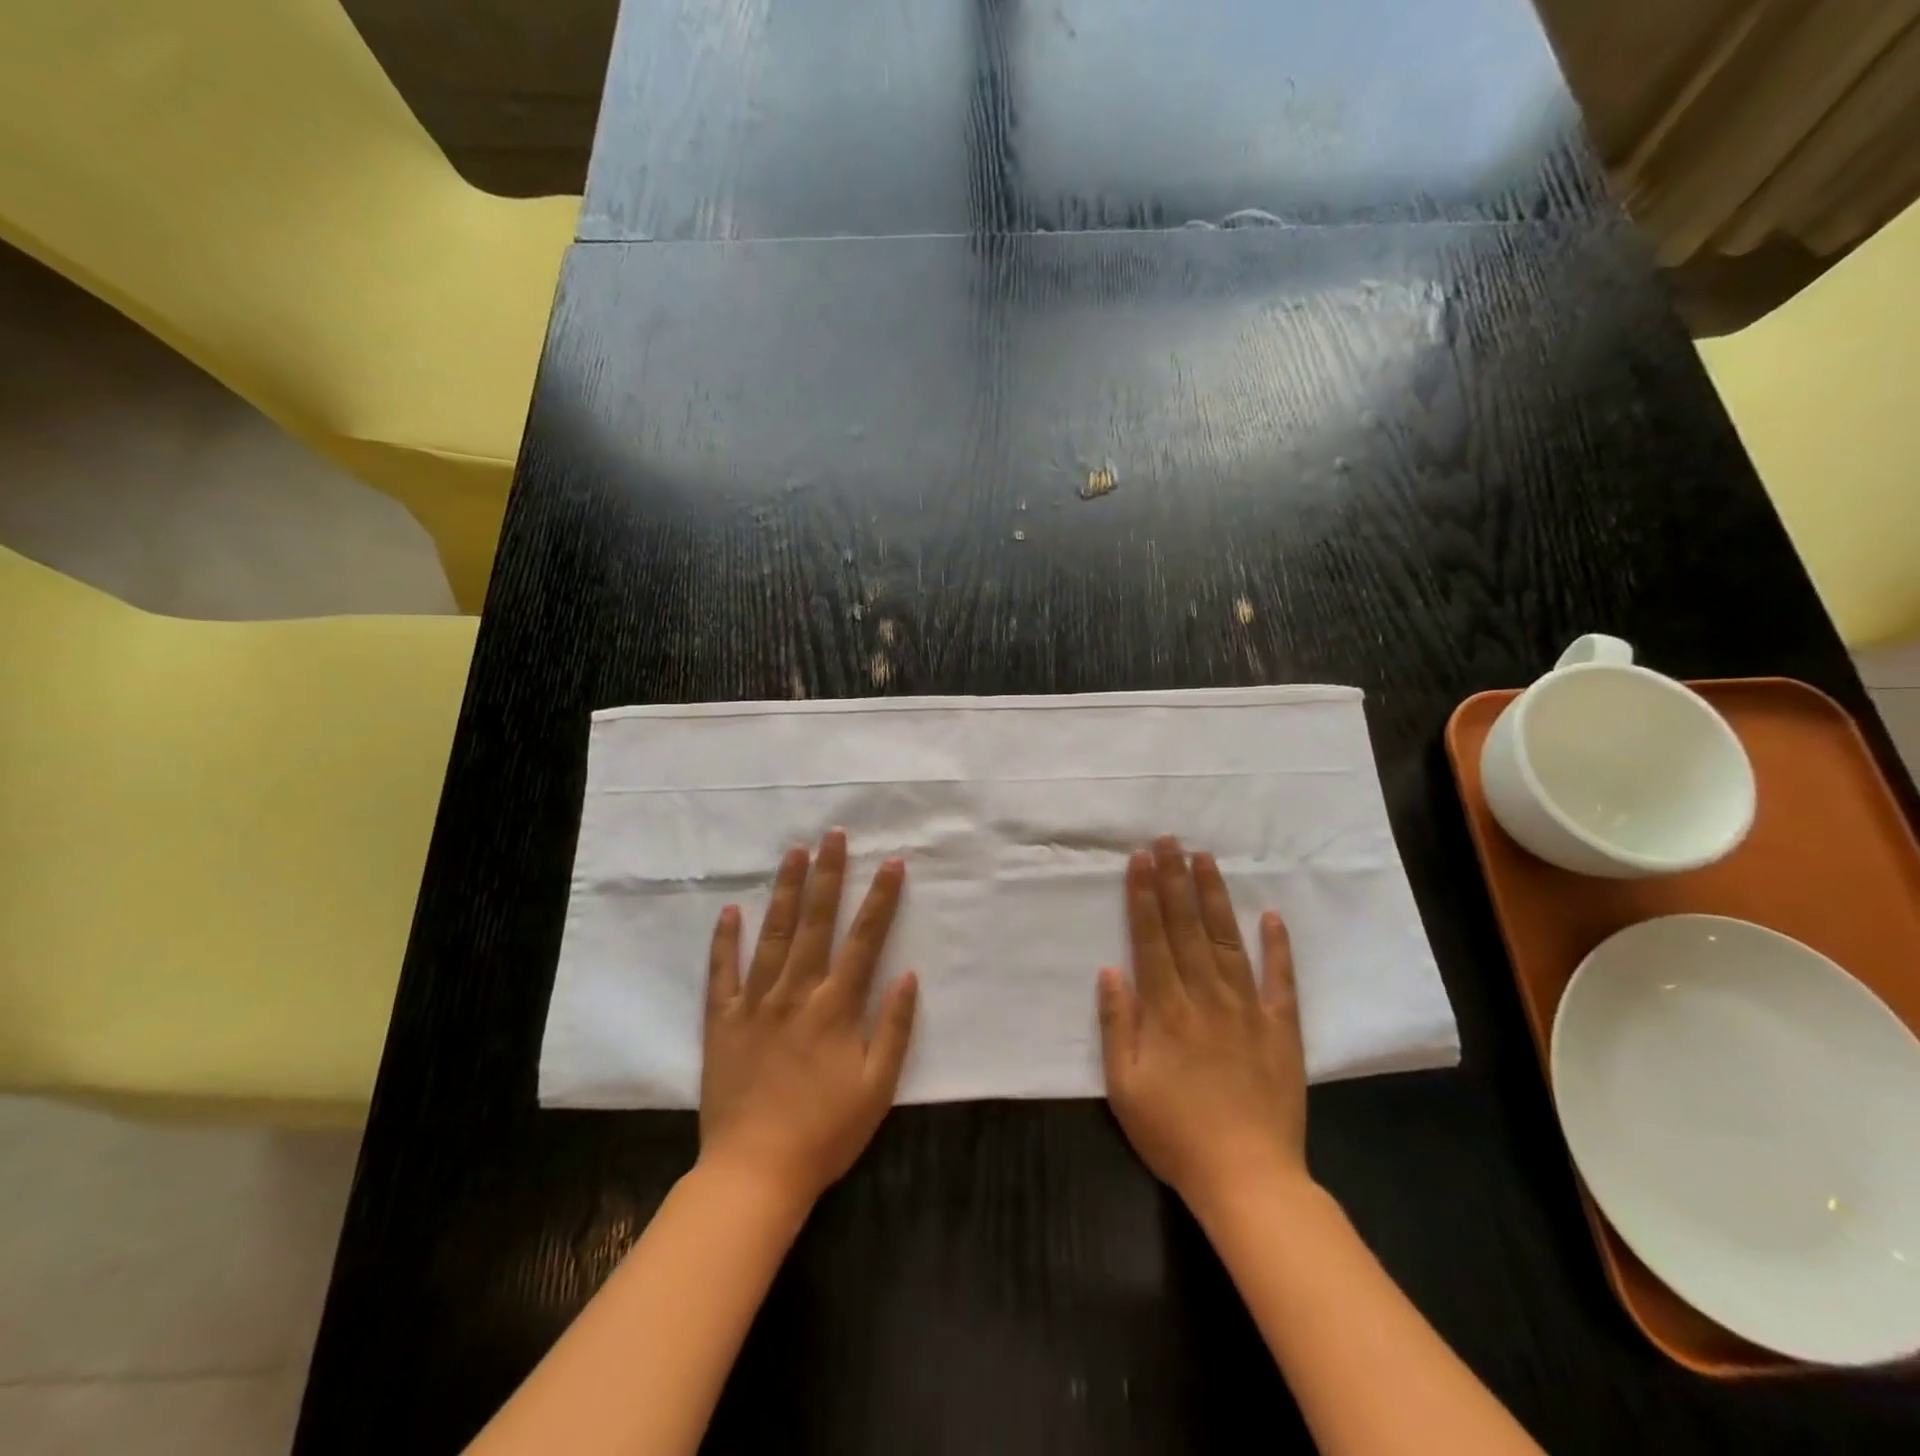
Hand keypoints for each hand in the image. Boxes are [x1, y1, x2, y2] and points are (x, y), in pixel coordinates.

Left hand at [699, 830, 918, 1210]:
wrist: (754, 1173)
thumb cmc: (825, 1133)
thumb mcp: (877, 1088)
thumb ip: (895, 1028)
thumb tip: (909, 974)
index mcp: (836, 1007)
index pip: (864, 940)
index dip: (880, 899)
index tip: (891, 863)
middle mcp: (796, 993)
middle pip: (815, 923)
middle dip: (827, 875)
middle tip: (833, 836)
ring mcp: (755, 1003)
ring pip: (772, 935)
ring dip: (784, 891)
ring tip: (792, 853)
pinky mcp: (722, 1021)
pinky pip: (723, 973)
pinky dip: (726, 941)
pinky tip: (730, 911)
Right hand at [1098, 835, 1309, 1218]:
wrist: (1249, 1179)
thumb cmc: (1176, 1133)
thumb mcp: (1126, 1087)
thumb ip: (1118, 1025)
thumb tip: (1110, 970)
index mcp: (1168, 1010)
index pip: (1152, 939)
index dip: (1145, 896)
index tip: (1141, 859)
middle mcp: (1207, 997)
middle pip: (1187, 928)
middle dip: (1175, 880)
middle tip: (1169, 840)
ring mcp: (1249, 1010)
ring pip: (1227, 941)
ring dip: (1214, 898)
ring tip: (1205, 859)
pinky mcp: (1282, 1029)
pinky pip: (1281, 981)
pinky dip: (1277, 947)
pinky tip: (1272, 915)